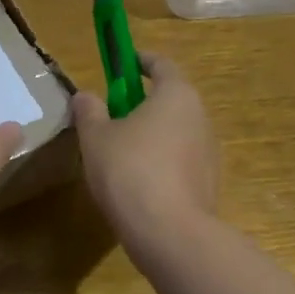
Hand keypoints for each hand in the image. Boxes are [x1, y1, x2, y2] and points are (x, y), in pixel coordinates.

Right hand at [70, 52, 218, 247]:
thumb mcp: (95, 137)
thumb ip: (89, 111)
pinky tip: (136, 182)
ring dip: (151, 134)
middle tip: (111, 115)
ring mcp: (209, 152)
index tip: (122, 63)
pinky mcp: (208, 183)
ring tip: (119, 153)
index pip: (161, 64)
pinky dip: (160, 162)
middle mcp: (200, 117)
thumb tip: (85, 96)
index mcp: (176, 95)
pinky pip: (179, 161)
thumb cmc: (129, 170)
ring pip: (175, 132)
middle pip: (170, 99)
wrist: (169, 233)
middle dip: (141, 102)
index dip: (139, 60)